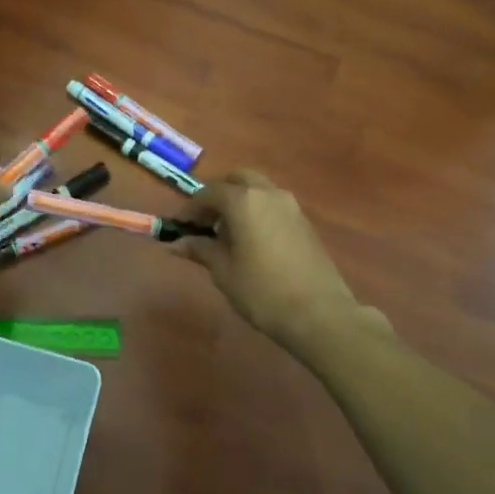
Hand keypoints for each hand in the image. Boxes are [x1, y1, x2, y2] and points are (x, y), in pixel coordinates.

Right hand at [176, 170, 385, 349]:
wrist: (319, 313)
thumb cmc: (262, 291)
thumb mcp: (223, 271)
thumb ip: (200, 250)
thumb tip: (175, 243)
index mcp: (243, 201)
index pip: (208, 193)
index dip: (190, 208)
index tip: (178, 227)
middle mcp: (268, 194)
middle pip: (237, 180)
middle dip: (217, 195)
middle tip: (205, 222)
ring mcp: (290, 206)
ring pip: (258, 190)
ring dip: (239, 201)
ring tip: (226, 233)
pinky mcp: (304, 222)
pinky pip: (273, 205)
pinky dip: (256, 212)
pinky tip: (250, 241)